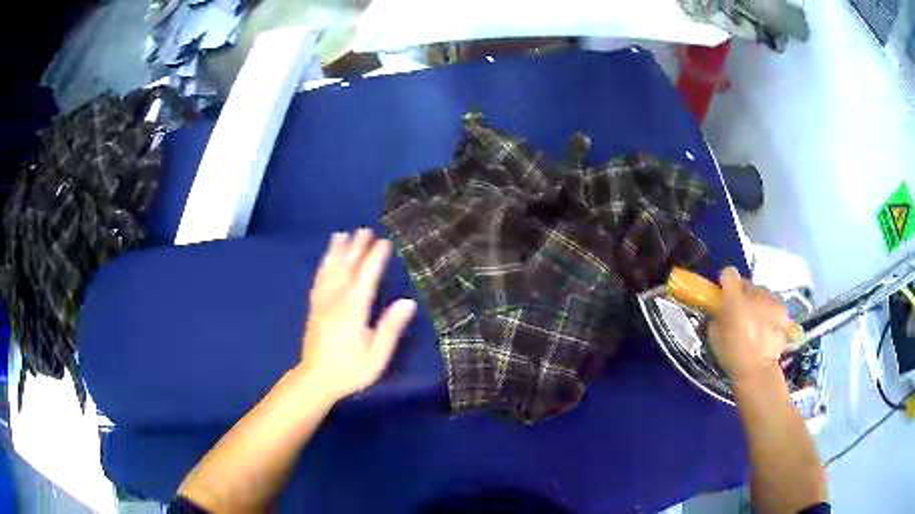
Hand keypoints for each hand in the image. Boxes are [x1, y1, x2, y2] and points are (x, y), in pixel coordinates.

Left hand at [297, 229, 416, 402]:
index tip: (385, 242)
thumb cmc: (351, 371)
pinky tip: (326, 259)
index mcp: (352, 312)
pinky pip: (318, 281)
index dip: (375, 259)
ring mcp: (321, 304)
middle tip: (365, 230)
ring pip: (330, 272)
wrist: (316, 380)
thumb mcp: (377, 356)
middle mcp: (335, 302)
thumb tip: (408, 302)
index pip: (365, 279)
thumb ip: (390, 328)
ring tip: (342, 234)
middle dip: (356, 249)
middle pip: (346, 270)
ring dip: (337, 252)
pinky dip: (323, 266)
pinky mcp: (314, 309)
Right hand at [708, 267, 790, 383]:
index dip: (726, 283)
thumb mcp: (714, 335)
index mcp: (735, 296)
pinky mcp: (783, 311)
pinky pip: (773, 308)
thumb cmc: (732, 354)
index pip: (729, 274)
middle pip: (748, 286)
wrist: (757, 371)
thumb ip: (718, 315)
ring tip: (755, 325)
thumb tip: (722, 311)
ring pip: (762, 296)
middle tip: (739, 315)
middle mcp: (755, 291)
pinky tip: (766, 332)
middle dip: (743, 296)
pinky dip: (769, 316)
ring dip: (758, 305)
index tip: (723, 295)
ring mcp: (772, 300)